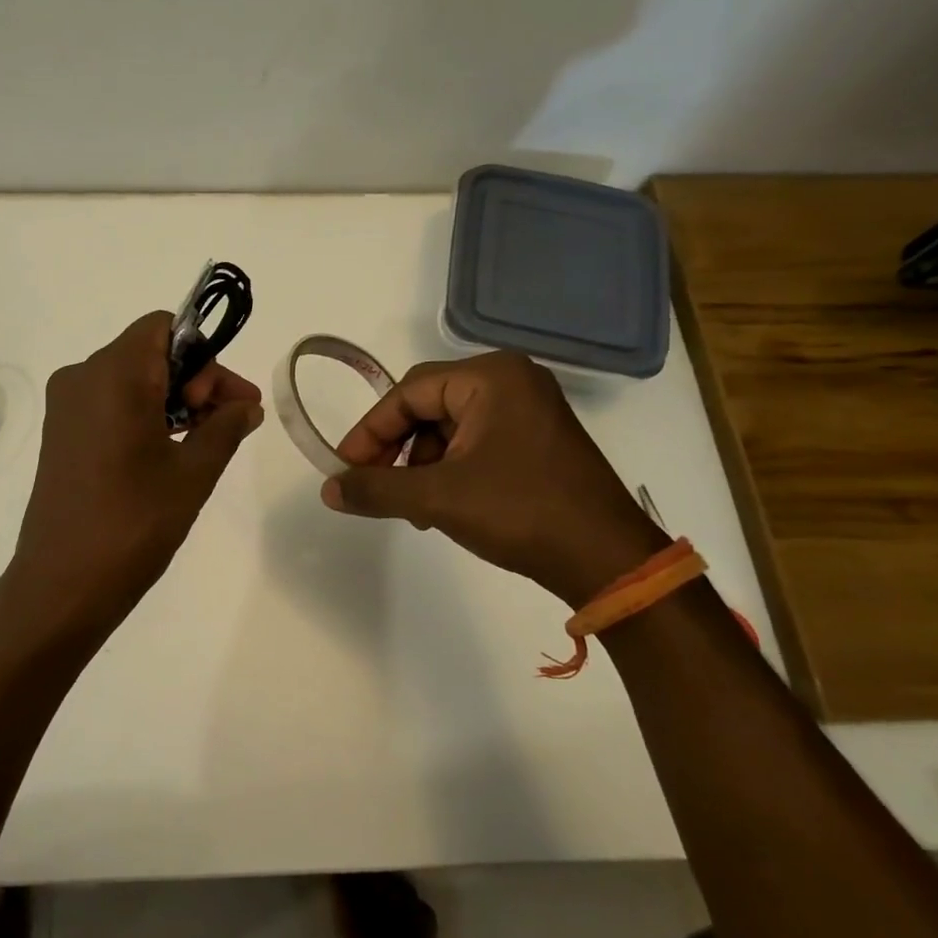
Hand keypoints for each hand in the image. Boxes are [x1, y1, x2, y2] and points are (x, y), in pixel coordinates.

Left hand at [7, 312, 264, 631]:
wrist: (62, 584)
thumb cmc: (133, 523)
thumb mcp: (193, 473)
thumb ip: (226, 428)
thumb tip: (247, 406)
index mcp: (113, 374)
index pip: (164, 327)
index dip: (203, 355)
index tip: (224, 401)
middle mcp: (81, 377)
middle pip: (149, 352)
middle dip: (195, 379)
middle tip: (230, 423)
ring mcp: (65, 407)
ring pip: (130, 379)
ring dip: (172, 399)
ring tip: (206, 442)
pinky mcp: (59, 434)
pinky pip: (109, 404)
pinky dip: (144, 414)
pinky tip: (168, 452)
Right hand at [322, 352, 667, 607]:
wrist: (608, 560)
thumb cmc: (520, 512)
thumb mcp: (438, 499)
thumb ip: (376, 489)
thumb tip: (329, 490)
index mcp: (491, 377)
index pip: (408, 393)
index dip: (369, 432)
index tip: (344, 469)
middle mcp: (511, 381)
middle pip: (427, 407)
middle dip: (396, 449)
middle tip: (373, 486)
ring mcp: (529, 410)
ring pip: (448, 428)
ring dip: (420, 464)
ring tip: (413, 506)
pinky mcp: (536, 439)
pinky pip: (475, 442)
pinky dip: (449, 470)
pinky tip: (442, 505)